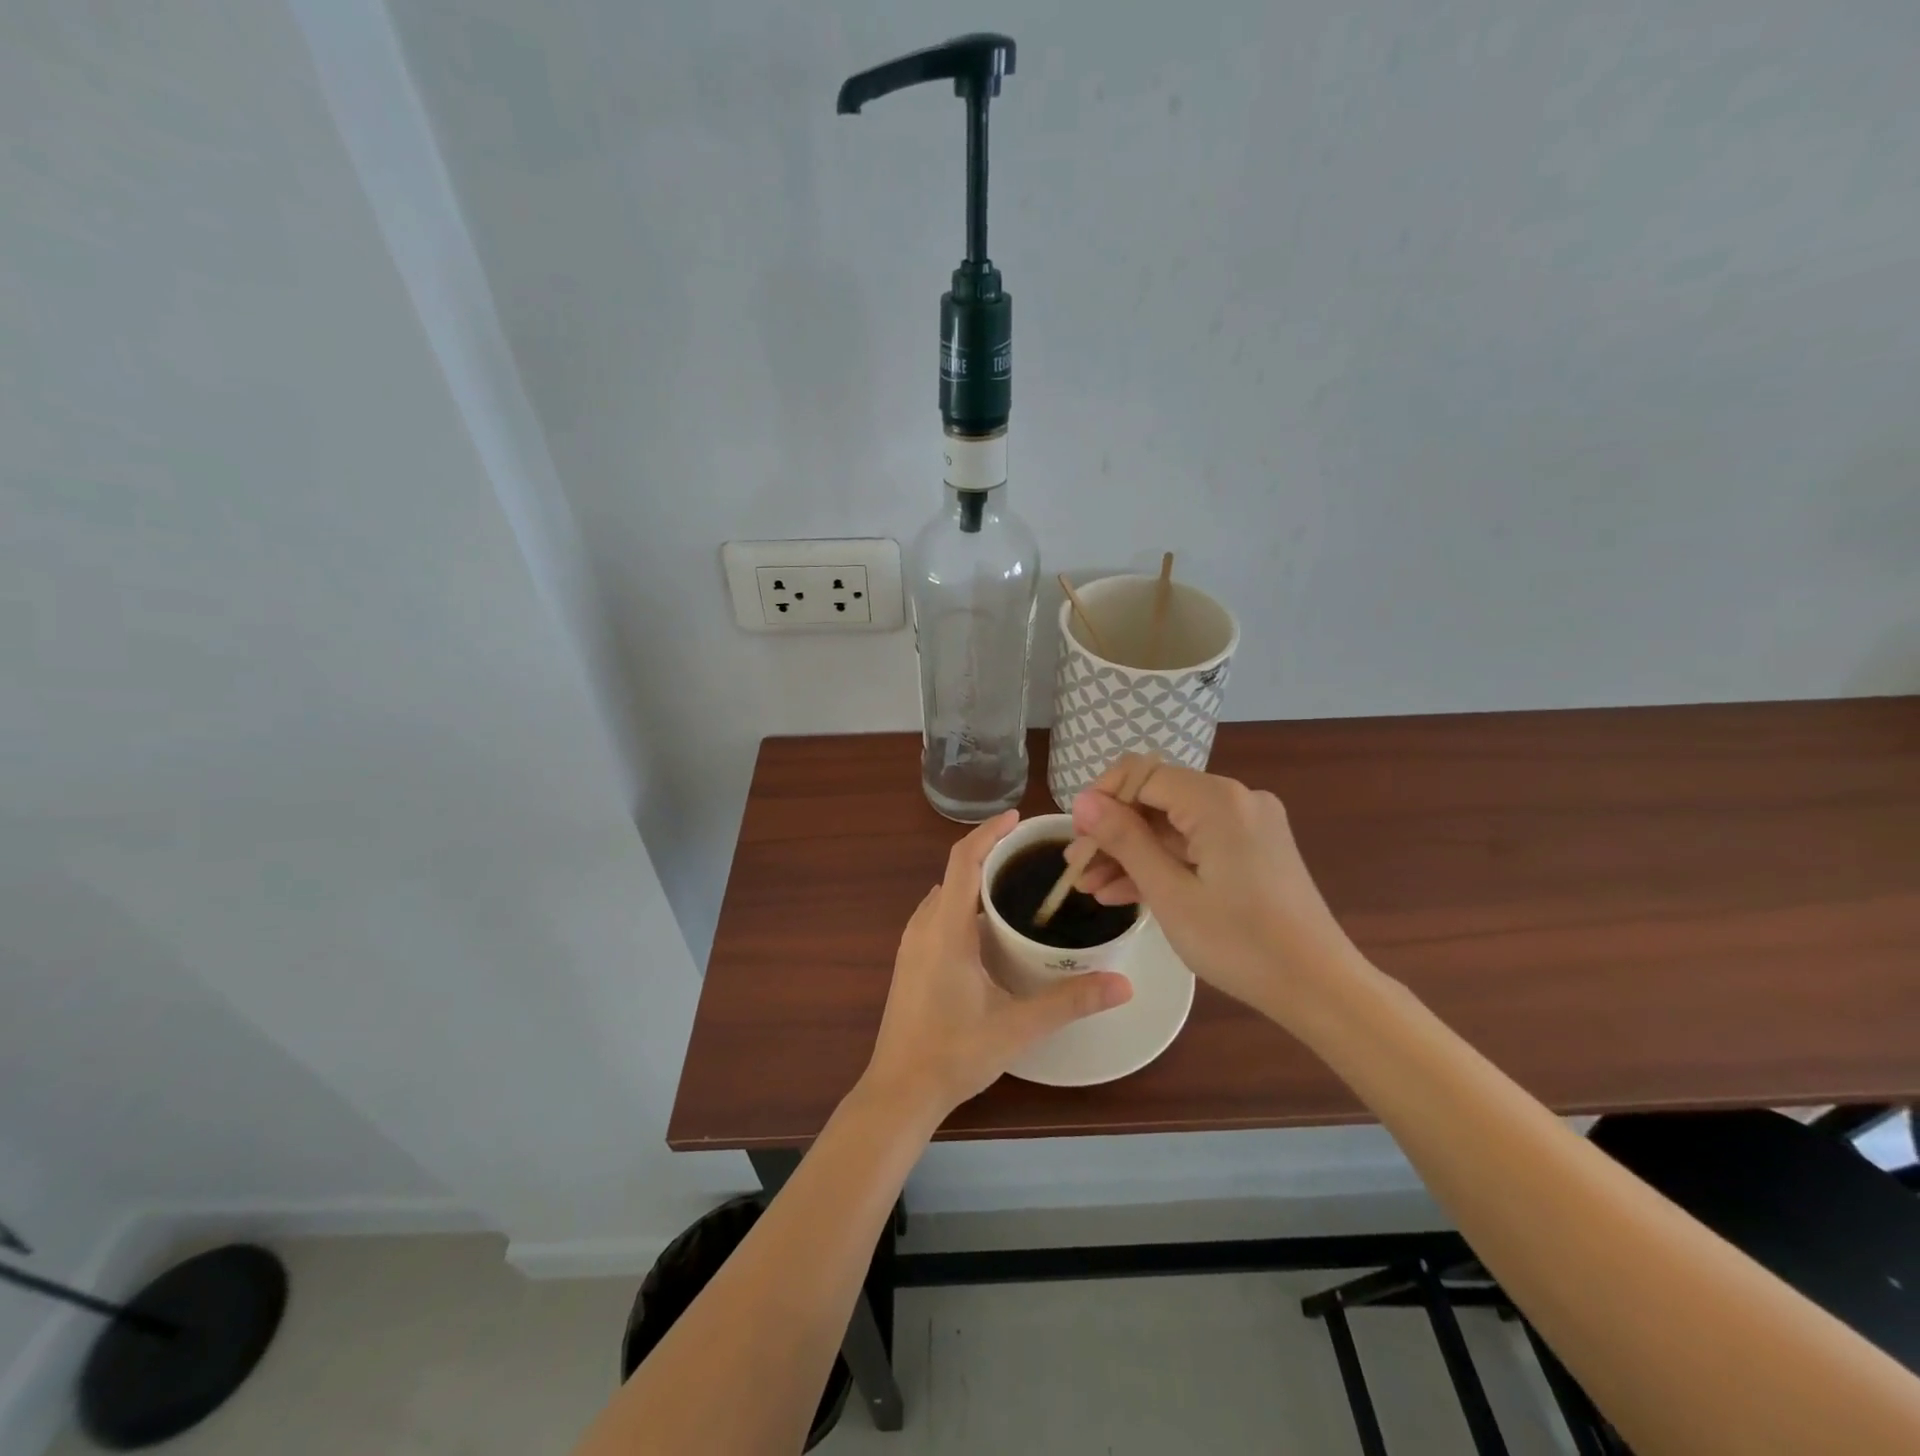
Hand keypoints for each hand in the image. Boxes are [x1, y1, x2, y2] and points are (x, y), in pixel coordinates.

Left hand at [863, 811, 1132, 1119]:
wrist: (899, 1091)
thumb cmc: (953, 1054)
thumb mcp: (1017, 1027)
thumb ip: (1070, 1002)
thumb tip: (1123, 983)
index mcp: (946, 929)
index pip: (963, 860)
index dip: (989, 832)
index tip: (1018, 819)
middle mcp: (923, 926)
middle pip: (955, 872)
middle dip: (990, 854)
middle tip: (1033, 855)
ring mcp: (911, 944)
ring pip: (946, 894)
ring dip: (976, 880)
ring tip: (1017, 883)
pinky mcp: (910, 960)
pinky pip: (938, 914)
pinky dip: (964, 904)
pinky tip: (991, 927)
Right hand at [1070, 757, 1361, 1021]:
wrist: (1320, 988)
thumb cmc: (1240, 943)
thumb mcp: (1170, 893)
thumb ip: (1124, 840)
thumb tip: (1082, 801)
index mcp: (1217, 800)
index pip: (1141, 774)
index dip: (1101, 800)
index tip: (1075, 839)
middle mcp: (1236, 799)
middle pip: (1156, 799)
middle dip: (1113, 832)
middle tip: (1077, 870)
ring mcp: (1248, 824)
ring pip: (1173, 825)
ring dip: (1132, 852)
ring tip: (1091, 888)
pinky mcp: (1253, 849)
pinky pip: (1195, 844)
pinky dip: (1163, 863)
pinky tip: (1125, 892)